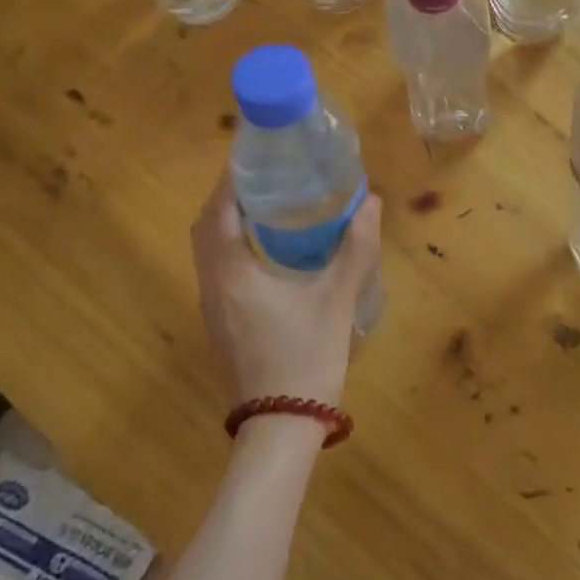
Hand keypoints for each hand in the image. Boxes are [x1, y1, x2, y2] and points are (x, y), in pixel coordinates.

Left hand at [189, 166, 383, 410]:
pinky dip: (232, 246)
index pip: (218, 212)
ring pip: (208, 250)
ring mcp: (212, 308)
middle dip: (229, 197)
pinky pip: (217, 269)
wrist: (283, 425)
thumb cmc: (306, 355)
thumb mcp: (338, 298)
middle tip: (267, 177)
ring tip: (269, 204)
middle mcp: (212, 285)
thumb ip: (356, 248)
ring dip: (229, 222)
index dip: (231, 180)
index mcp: (233, 273)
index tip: (254, 155)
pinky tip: (268, 249)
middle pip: (207, 227)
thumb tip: (372, 202)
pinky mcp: (220, 323)